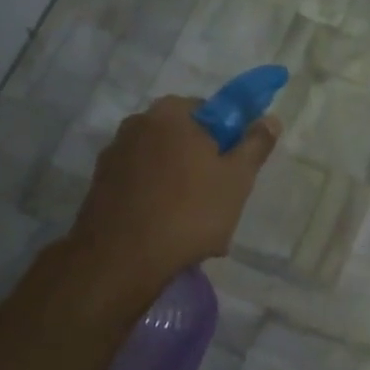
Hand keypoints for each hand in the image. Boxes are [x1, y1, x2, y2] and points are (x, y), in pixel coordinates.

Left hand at [65, 95, 278, 302]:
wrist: (123, 258)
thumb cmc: (190, 211)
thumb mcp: (237, 178)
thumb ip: (255, 145)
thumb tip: (269, 119)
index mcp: (171, 113)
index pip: (209, 110)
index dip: (228, 137)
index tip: (236, 167)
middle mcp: (137, 124)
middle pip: (184, 139)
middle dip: (204, 164)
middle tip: (221, 199)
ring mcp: (114, 156)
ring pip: (163, 166)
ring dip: (181, 186)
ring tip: (196, 226)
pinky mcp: (100, 186)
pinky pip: (142, 187)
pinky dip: (157, 201)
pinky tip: (169, 232)